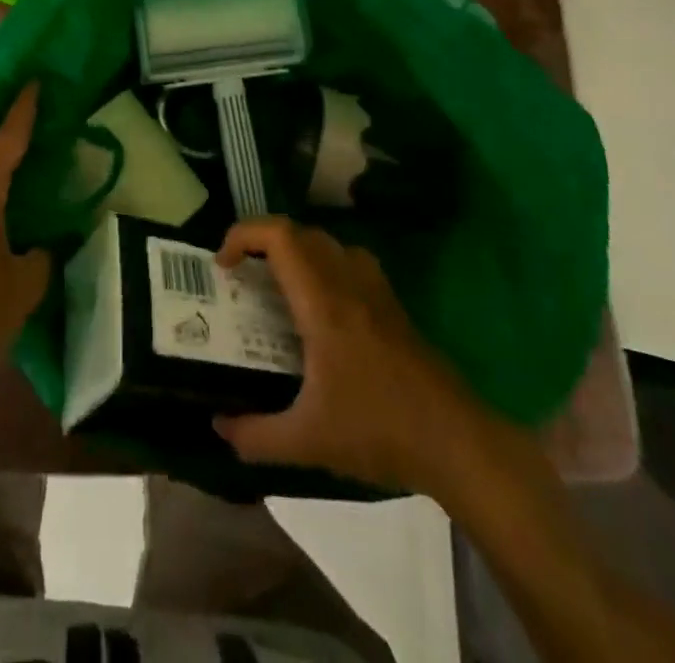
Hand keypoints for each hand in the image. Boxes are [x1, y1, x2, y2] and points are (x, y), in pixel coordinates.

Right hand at [213, 216, 493, 494]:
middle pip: (300, 232)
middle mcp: (348, 282)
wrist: (456, 442)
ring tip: (278, 284)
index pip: (280, 237)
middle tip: (243, 275)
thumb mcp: (308, 441)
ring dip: (296, 250)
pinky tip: (322, 306)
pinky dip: (325, 264)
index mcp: (322, 302)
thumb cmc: (378, 431)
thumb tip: (219, 426)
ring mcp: (375, 290)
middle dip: (263, 242)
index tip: (223, 265)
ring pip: (328, 242)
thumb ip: (257, 435)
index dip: (244, 235)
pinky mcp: (393, 305)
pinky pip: (350, 261)